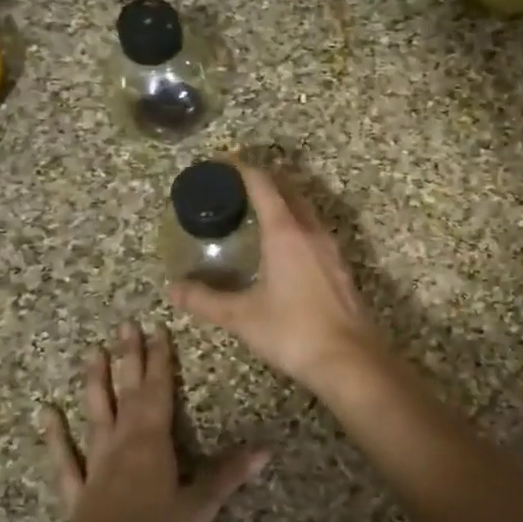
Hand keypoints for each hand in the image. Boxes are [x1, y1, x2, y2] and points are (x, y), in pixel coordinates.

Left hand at [42, 322, 268, 521]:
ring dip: (94, 383)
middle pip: (126, 393)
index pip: (158, 391)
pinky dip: (55, 436)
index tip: (157, 330)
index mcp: (152, 442)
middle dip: (129, 359)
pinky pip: (64, 458)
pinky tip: (46, 414)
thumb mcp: (201, 507)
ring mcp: (95, 466)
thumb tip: (266, 449)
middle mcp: (121, 444)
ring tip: (91, 352)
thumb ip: (228, 475)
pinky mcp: (78, 492)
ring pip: (95, 415)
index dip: (159, 360)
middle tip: (124, 326)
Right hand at [169, 160, 383, 392]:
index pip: (262, 184)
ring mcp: (331, 248)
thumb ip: (205, 300)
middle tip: (235, 186)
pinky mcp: (340, 267)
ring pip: (306, 210)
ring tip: (257, 213)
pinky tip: (285, 247)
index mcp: (286, 232)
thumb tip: (174, 289)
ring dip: (283, 201)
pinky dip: (297, 225)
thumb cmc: (293, 331)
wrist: (349, 359)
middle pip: (288, 189)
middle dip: (263, 180)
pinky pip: (315, 231)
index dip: (240, 168)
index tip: (221, 162)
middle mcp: (311, 231)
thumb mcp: (242, 316)